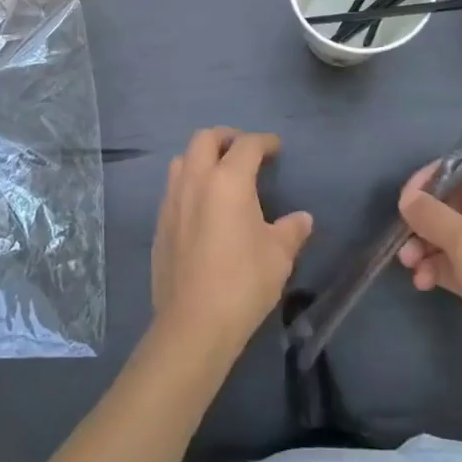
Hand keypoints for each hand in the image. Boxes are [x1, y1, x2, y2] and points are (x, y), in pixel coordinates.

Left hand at [151, 128, 313, 356]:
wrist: (193, 324)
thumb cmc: (243, 283)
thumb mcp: (279, 255)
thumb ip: (292, 230)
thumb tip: (302, 218)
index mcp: (228, 180)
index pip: (247, 144)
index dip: (264, 141)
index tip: (276, 148)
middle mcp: (195, 181)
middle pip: (205, 138)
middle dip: (227, 137)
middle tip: (245, 152)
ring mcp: (172, 201)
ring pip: (182, 159)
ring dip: (202, 157)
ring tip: (221, 175)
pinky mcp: (159, 224)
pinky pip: (173, 188)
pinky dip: (189, 183)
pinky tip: (203, 207)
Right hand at [397, 162, 461, 401]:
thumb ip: (430, 213)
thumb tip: (407, 198)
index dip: (435, 177)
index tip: (407, 195)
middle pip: (455, 203)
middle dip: (425, 218)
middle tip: (402, 234)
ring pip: (451, 236)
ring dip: (425, 246)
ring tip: (409, 264)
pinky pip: (455, 264)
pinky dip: (436, 268)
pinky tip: (422, 283)